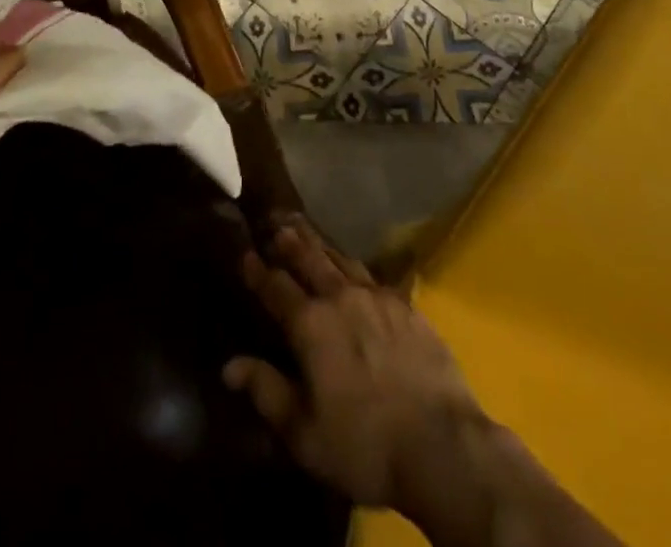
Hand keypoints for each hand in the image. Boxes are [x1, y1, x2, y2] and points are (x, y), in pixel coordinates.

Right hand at [224, 223, 482, 510]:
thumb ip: (266, 391)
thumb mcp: (304, 433)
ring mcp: (376, 297)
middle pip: (309, 260)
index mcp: (310, 325)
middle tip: (277, 224)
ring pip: (341, 260)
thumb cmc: (364, 446)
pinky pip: (373, 275)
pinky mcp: (406, 306)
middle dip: (290, 243)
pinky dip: (355, 266)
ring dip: (321, 245)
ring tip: (308, 231)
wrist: (440, 445)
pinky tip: (356, 266)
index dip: (258, 271)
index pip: (276, 288)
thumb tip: (230, 365)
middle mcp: (340, 298)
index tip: (245, 254)